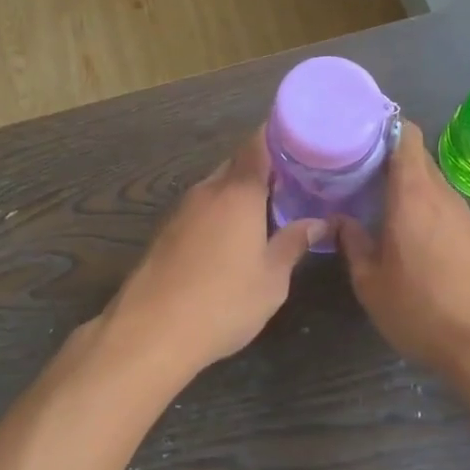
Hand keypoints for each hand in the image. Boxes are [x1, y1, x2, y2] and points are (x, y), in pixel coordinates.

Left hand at [99, 129, 326, 376]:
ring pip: (216, 188)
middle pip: (236, 165)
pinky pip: (200, 210)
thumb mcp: (272, 279)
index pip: (257, 145)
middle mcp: (208, 191)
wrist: (150, 331)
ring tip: (268, 214)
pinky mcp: (165, 233)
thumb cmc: (223, 302)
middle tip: (292, 185)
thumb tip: (319, 222)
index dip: (277, 137)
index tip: (299, 142)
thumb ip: (294, 243)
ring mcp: (181, 211)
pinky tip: (232, 240)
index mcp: (238, 192)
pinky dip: (219, 214)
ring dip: (239, 194)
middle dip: (262, 170)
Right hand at [338, 122, 469, 373]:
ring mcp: (464, 214)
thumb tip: (340, 220)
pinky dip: (422, 205)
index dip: (383, 124)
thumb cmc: (424, 310)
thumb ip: (353, 244)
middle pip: (415, 156)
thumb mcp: (372, 284)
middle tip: (352, 166)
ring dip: (403, 183)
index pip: (406, 134)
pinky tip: (406, 230)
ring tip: (373, 196)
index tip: (355, 129)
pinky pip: (442, 205)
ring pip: (429, 182)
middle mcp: (441, 194)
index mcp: (413, 194)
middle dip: (385, 154)